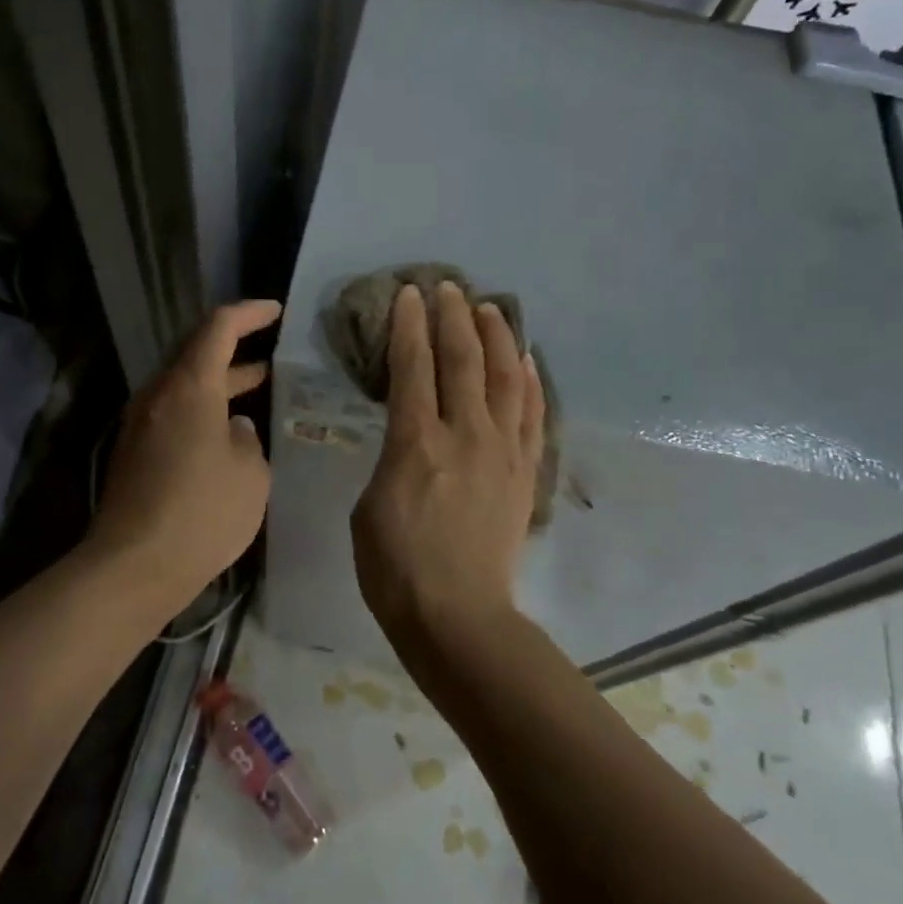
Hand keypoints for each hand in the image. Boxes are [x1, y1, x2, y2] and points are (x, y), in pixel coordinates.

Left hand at [88, 299, 281, 609]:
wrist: (133, 567)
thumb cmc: (202, 512)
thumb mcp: (250, 474)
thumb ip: (247, 439)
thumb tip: (233, 428)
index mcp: (190, 386)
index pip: (219, 327)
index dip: (249, 313)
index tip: (276, 310)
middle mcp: (158, 395)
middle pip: (197, 355)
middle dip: (236, 349)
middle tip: (273, 352)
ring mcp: (140, 424)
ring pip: (185, 386)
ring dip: (220, 383)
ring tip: (259, 387)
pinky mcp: (134, 453)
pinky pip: (173, 414)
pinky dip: (202, 410)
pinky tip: (228, 433)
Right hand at [351, 281, 545, 652]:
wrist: (458, 616)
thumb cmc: (395, 568)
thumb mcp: (369, 506)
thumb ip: (391, 460)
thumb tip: (410, 441)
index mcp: (416, 443)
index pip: (413, 367)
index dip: (410, 325)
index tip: (409, 294)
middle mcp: (465, 435)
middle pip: (463, 361)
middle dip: (454, 317)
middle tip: (449, 287)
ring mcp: (502, 451)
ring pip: (505, 378)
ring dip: (497, 338)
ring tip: (491, 308)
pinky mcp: (525, 472)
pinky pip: (533, 415)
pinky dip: (530, 382)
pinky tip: (526, 361)